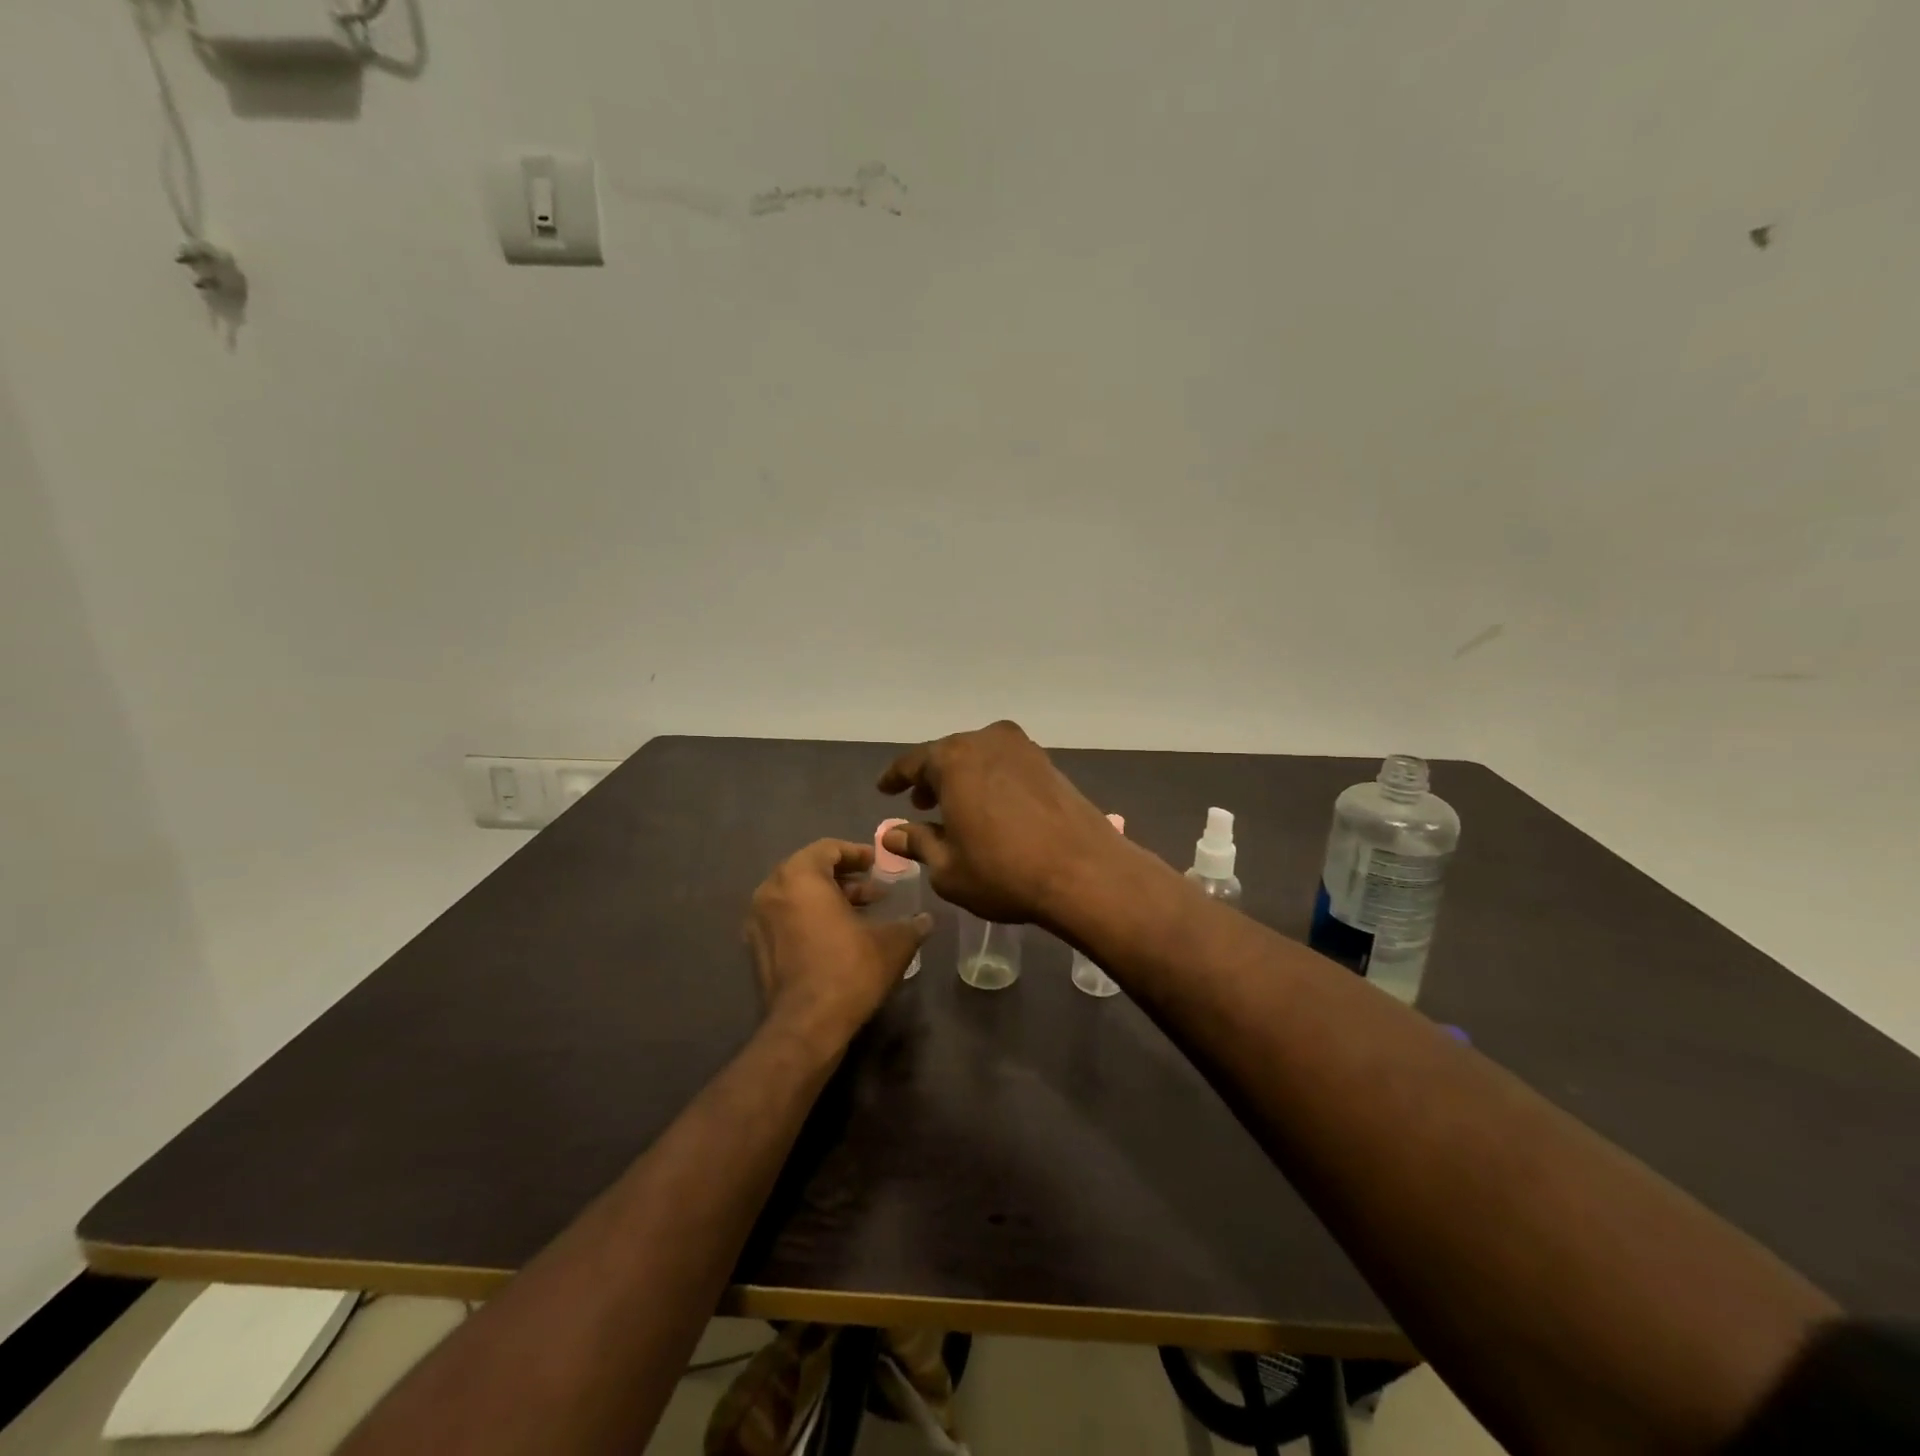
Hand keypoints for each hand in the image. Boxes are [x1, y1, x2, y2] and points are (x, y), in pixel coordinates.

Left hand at [745, 840, 930, 1047]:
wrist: (806, 1027)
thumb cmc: (849, 970)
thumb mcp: (892, 943)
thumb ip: (911, 924)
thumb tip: (926, 919)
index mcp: (800, 876)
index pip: (828, 848)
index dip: (857, 853)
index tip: (878, 865)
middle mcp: (771, 890)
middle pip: (810, 870)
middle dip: (845, 878)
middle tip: (875, 891)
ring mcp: (758, 920)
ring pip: (797, 895)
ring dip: (829, 898)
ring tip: (862, 914)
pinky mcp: (756, 948)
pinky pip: (786, 917)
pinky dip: (810, 917)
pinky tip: (839, 937)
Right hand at [877, 720, 1121, 927]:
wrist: (1085, 873)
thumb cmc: (1004, 872)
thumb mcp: (948, 867)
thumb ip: (918, 842)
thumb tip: (893, 833)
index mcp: (954, 758)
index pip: (913, 762)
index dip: (896, 777)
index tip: (884, 789)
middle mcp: (987, 741)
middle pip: (949, 754)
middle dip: (932, 778)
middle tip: (921, 803)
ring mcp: (1023, 749)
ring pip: (980, 757)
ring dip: (964, 778)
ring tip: (956, 808)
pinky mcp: (1049, 764)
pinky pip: (1007, 766)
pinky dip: (991, 781)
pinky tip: (991, 808)